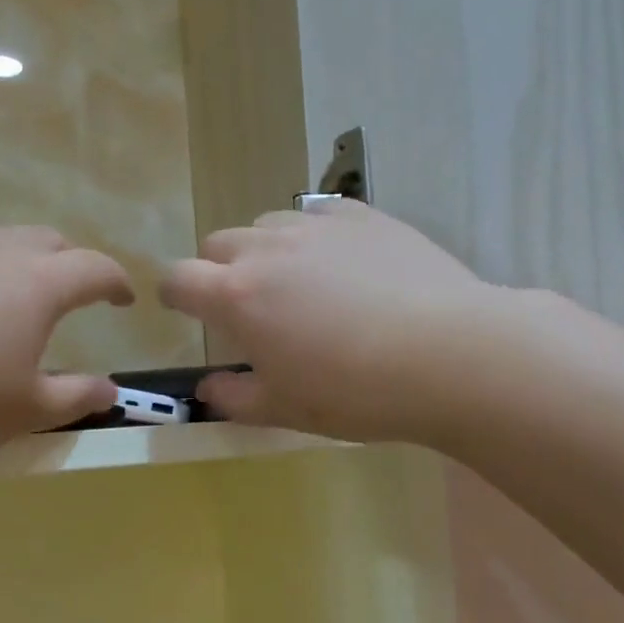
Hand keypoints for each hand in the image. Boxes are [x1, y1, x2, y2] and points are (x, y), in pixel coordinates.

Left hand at [0, 228, 132, 476]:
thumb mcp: (23, 412)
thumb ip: (75, 397)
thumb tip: (110, 390)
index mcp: (39, 283)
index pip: (96, 268)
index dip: (118, 282)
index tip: (125, 300)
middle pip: (49, 241)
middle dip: (71, 264)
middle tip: (73, 297)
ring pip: (0, 241)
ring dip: (21, 264)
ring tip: (14, 302)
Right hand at [160, 202, 495, 442]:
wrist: (449, 354)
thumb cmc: (356, 392)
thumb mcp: (286, 409)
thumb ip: (235, 398)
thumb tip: (208, 388)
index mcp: (237, 296)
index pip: (178, 279)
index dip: (174, 294)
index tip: (184, 309)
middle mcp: (267, 248)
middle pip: (218, 244)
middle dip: (218, 271)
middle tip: (248, 308)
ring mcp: (316, 225)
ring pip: (267, 224)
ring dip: (265, 249)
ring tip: (298, 283)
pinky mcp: (362, 215)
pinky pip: (317, 212)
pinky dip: (312, 234)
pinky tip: (341, 262)